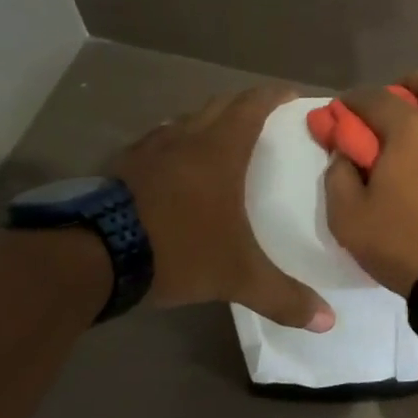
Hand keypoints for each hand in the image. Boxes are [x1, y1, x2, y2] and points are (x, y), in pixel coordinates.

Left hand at [112, 85, 334, 329]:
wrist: (90, 257)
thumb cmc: (178, 250)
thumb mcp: (237, 276)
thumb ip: (283, 296)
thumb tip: (327, 321)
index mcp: (220, 150)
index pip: (252, 105)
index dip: (274, 96)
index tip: (292, 96)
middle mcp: (185, 138)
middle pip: (219, 105)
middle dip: (243, 105)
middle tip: (263, 119)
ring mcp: (147, 149)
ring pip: (183, 121)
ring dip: (205, 123)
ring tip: (219, 141)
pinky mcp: (119, 167)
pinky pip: (154, 142)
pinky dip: (172, 145)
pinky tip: (172, 169)